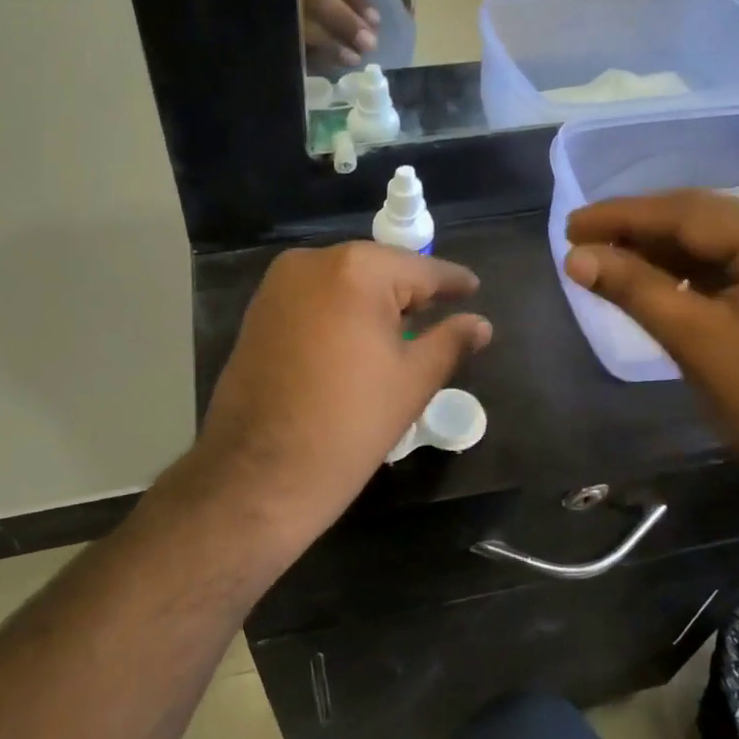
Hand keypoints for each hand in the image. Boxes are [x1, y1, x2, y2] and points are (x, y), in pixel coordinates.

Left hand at [192, 242, 492, 551]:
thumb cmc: (348, 425)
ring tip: (405, 335)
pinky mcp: (257, 312)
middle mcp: (311, 262)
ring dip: (374, 305)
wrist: (257, 476)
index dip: (452, 282)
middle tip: (442, 318)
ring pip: (344, 284)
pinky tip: (358, 343)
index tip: (474, 289)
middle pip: (378, 271)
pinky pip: (314, 300)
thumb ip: (450, 342)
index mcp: (356, 270)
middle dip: (410, 295)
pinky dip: (340, 314)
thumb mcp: (412, 382)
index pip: (421, 269)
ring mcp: (277, 286)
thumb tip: (481, 324)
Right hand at [563, 191, 738, 488]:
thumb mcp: (698, 343)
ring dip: (657, 252)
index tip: (571, 225)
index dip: (624, 216)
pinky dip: (682, 275)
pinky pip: (725, 272)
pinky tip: (646, 278)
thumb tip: (575, 257)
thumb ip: (636, 290)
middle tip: (579, 238)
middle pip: (703, 222)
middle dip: (638, 230)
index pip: (692, 213)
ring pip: (712, 246)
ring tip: (602, 257)